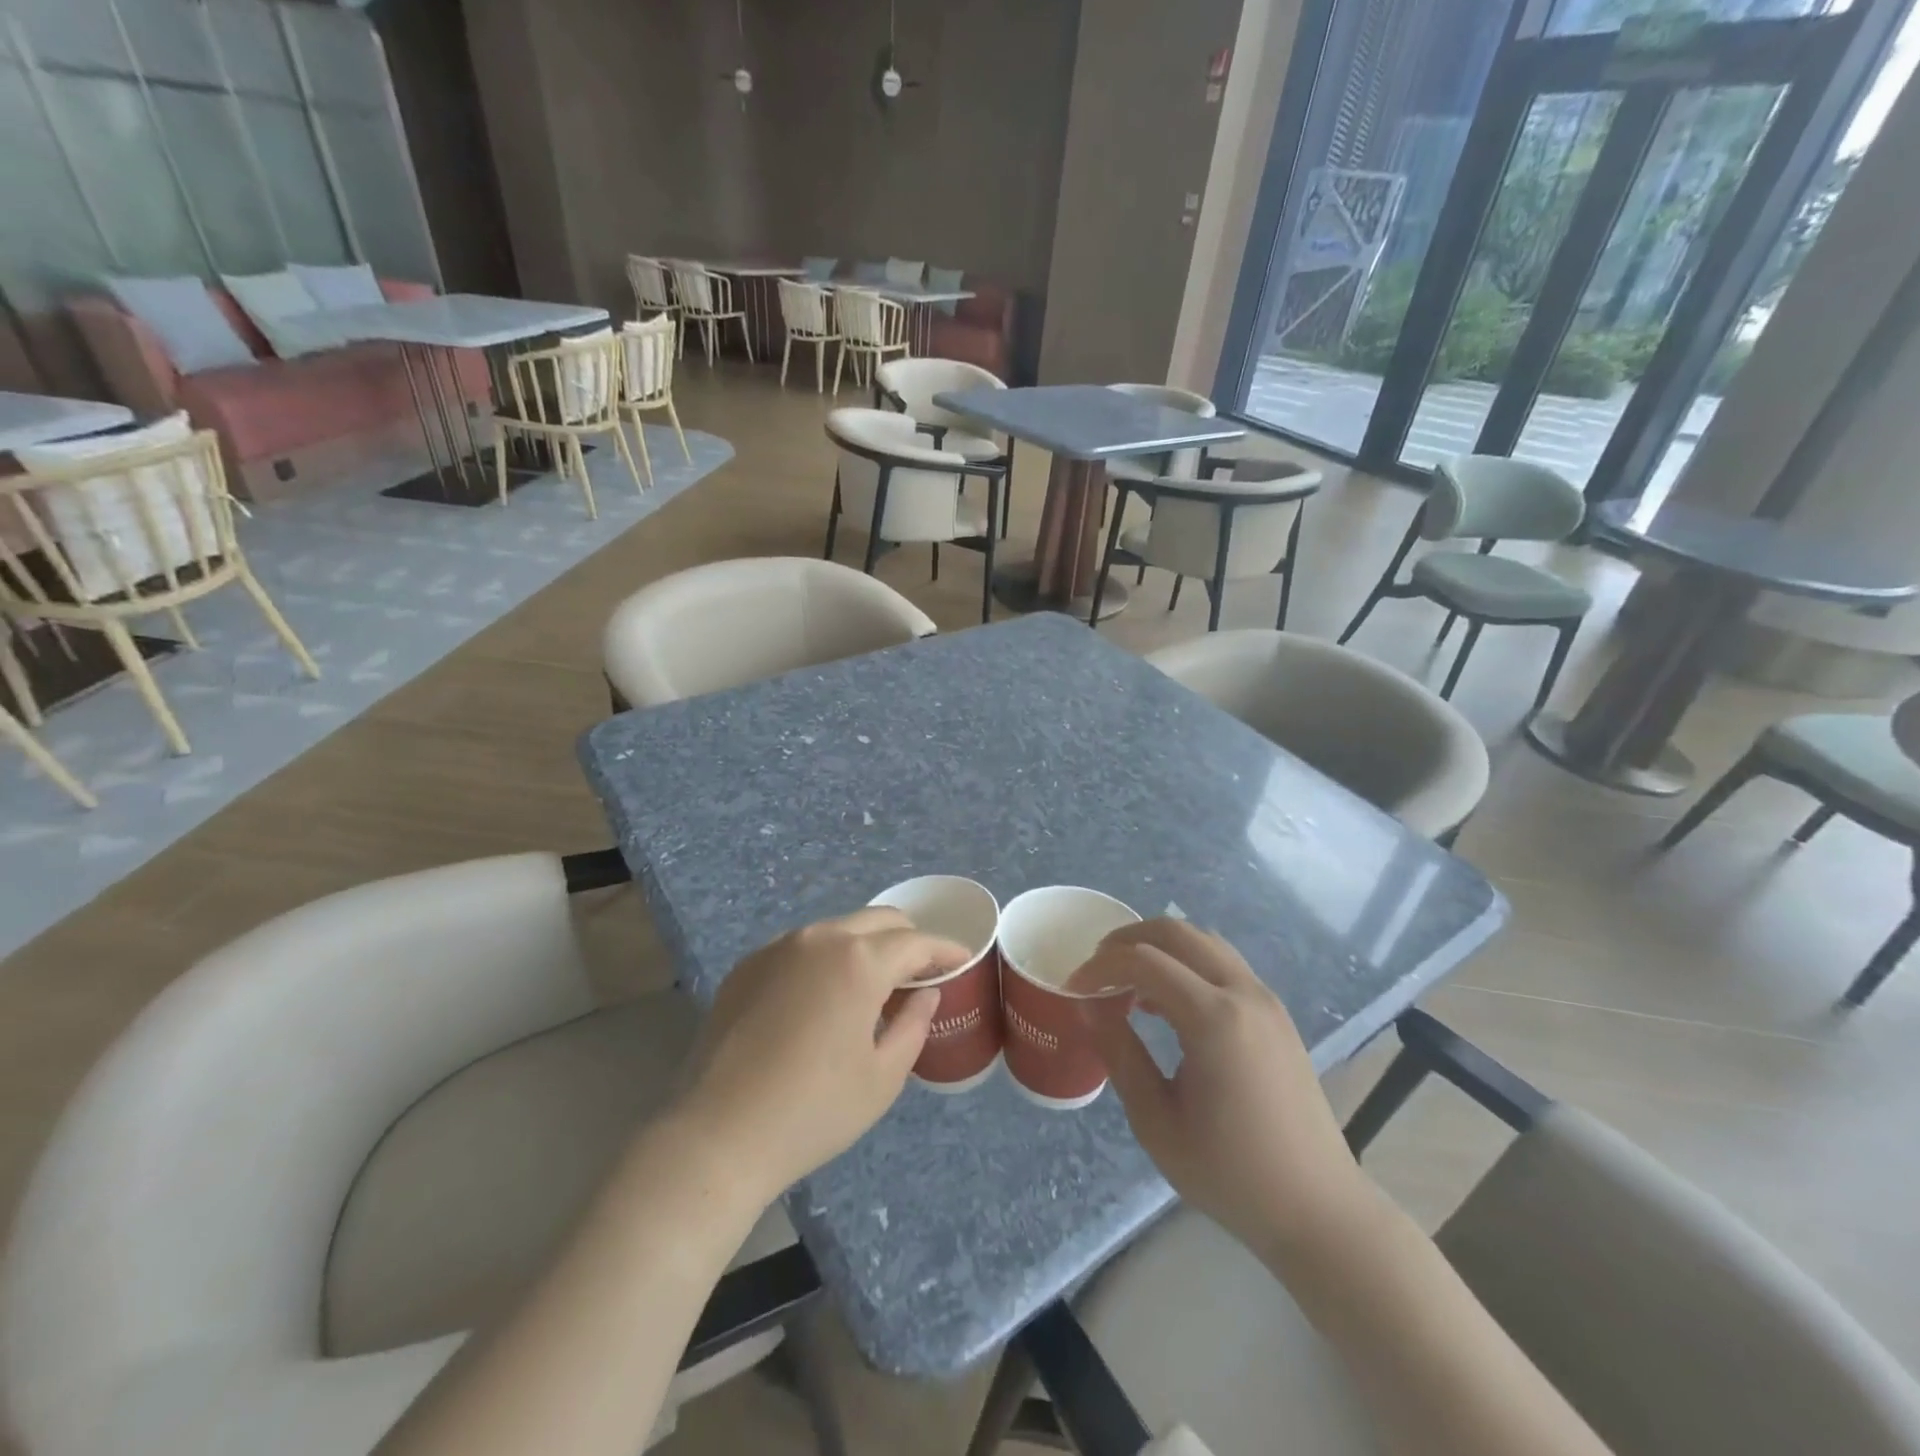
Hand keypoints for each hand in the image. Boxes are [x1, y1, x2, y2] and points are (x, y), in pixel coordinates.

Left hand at [676, 908, 969, 1204]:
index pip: (916, 942)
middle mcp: (820, 938)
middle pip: (879, 920)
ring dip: (866, 946)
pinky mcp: (748, 965)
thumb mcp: (882, 1077)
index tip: (963, 961)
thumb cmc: (814, 1111)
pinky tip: (823, 998)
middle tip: (921, 973)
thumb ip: (914, 1024)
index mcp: (859, 961)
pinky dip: (826, 959)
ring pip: (838, 929)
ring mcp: (779, 947)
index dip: (946, 950)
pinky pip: (802, 947)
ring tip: (873, 986)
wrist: (718, 1135)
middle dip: (908, 939)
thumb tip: (926, 993)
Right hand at [1073, 919, 1375, 1262]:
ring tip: (1128, 982)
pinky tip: (1167, 1004)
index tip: (1074, 987)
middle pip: (1176, 932)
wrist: (1318, 1210)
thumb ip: (1120, 1054)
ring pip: (1204, 942)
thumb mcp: (1157, 1122)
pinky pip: (1224, 965)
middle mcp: (1243, 993)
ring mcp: (1266, 1000)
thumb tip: (1088, 1007)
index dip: (1101, 966)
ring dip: (1160, 948)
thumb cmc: (1231, 1174)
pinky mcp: (1276, 1015)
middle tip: (1096, 967)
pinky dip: (1187, 965)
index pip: (1143, 960)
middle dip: (1128, 939)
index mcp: (1213, 1017)